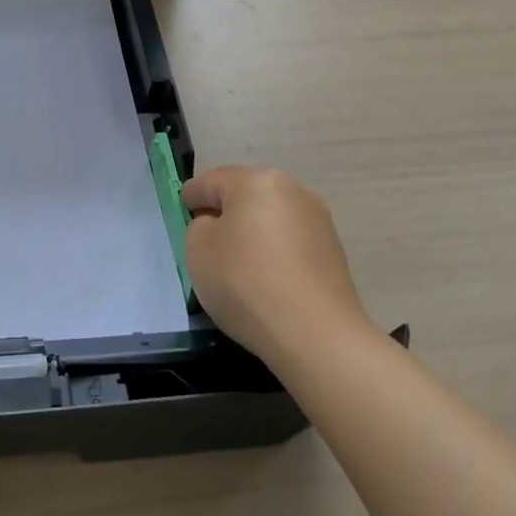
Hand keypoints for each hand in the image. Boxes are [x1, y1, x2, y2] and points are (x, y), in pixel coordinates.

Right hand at [182, 167, 373, 370]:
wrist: (315, 334)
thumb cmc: (245, 282)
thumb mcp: (197, 249)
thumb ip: (199, 227)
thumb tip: (218, 226)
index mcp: (256, 182)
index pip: (212, 181)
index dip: (192, 196)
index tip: (182, 211)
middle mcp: (292, 191)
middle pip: (246, 195)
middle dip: (225, 212)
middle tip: (206, 239)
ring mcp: (318, 221)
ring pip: (271, 218)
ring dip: (253, 232)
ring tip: (237, 263)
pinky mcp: (333, 252)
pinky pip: (290, 242)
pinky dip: (274, 252)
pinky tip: (265, 279)